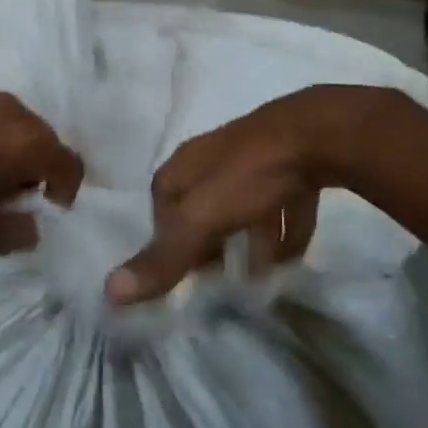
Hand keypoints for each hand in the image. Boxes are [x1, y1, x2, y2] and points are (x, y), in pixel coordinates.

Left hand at [0, 89, 84, 252]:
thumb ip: (15, 233)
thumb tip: (30, 228)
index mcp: (26, 142)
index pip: (69, 163)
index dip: (66, 189)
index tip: (48, 207)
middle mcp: (10, 110)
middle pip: (42, 137)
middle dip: (36, 166)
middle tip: (12, 193)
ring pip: (11, 121)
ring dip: (8, 145)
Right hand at [109, 86, 348, 304]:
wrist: (318, 134)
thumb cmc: (248, 175)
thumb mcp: (201, 220)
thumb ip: (163, 257)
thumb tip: (109, 293)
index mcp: (187, 164)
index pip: (163, 198)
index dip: (165, 233)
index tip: (178, 267)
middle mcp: (217, 157)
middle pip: (203, 202)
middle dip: (208, 239)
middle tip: (217, 277)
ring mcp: (258, 157)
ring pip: (245, 204)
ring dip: (249, 239)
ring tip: (257, 279)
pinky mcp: (295, 163)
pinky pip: (284, 202)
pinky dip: (285, 231)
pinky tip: (294, 259)